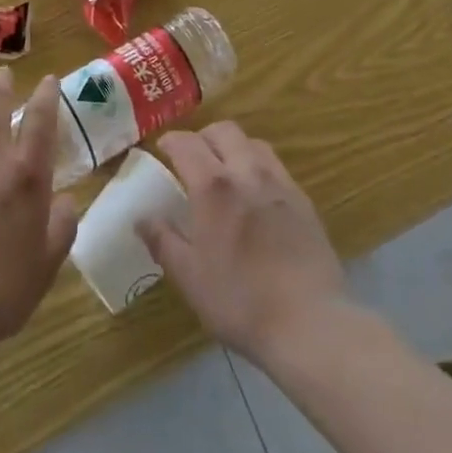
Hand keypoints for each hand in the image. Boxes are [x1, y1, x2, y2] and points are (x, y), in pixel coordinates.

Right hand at [139, 122, 348, 363]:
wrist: (309, 322)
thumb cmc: (240, 300)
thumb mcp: (189, 278)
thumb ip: (163, 241)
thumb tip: (142, 218)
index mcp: (213, 186)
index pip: (187, 143)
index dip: (171, 141)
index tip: (162, 149)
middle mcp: (246, 171)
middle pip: (224, 131)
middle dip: (204, 136)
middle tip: (193, 158)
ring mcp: (279, 183)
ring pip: (253, 143)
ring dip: (234, 147)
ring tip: (226, 171)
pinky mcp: (303, 200)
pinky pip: (276, 167)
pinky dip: (259, 167)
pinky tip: (257, 195)